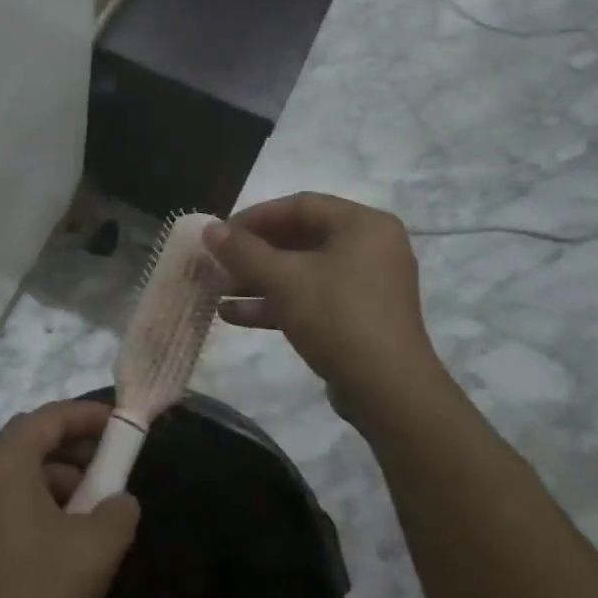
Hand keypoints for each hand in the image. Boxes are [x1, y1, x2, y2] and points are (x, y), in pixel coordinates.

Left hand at [0, 399, 139, 597]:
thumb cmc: (36, 592)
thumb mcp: (94, 549)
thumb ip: (118, 512)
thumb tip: (121, 500)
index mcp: (5, 461)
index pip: (50, 417)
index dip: (88, 415)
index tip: (122, 423)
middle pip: (33, 440)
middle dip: (76, 446)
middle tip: (112, 462)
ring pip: (23, 473)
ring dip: (62, 479)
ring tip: (96, 507)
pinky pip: (12, 500)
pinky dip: (42, 503)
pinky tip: (68, 537)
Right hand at [203, 193, 440, 407]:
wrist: (388, 392)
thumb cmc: (337, 317)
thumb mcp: (282, 279)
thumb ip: (242, 250)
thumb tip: (209, 228)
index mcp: (362, 225)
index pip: (299, 205)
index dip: (255, 217)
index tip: (221, 234)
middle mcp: (369, 247)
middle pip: (300, 238)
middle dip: (253, 253)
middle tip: (218, 262)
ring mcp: (366, 285)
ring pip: (302, 271)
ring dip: (259, 280)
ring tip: (218, 289)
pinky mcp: (359, 318)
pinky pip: (312, 297)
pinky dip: (276, 302)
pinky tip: (234, 315)